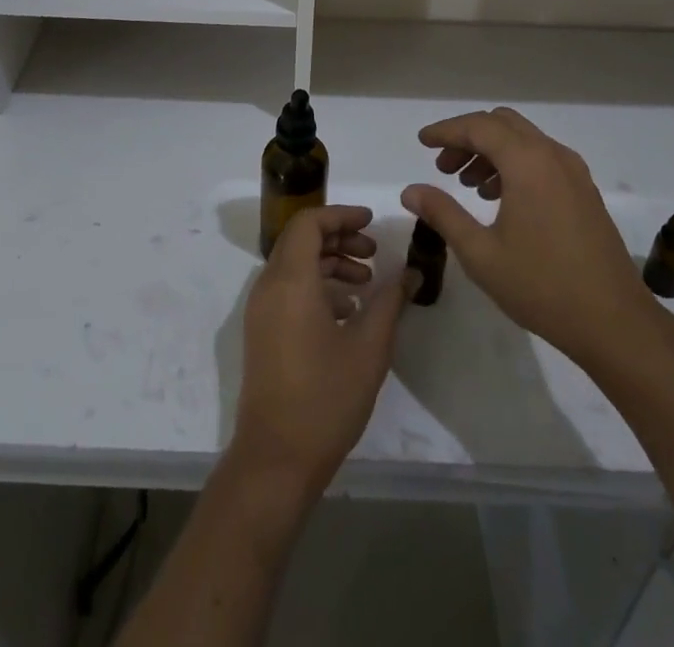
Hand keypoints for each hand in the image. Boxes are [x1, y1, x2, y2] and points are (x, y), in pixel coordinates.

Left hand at [231, 205, 412, 492]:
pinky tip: (347, 312)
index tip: (371, 221)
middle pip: (301, 239)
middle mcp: (269, 285)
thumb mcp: (369, 347)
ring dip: (329, 263)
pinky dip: (316, 285)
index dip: (341, 215)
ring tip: (366, 283)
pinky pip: (288, 288)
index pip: (309, 223)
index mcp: (291, 280)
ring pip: (295, 264)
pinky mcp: (262, 330)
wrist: (276, 459)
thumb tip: (411, 271)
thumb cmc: (326, 398)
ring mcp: (261, 309)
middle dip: (339, 237)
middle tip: (374, 252)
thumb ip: (390, 301)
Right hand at [402, 108, 654, 365]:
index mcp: (527, 162)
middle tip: (443, 167)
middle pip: (502, 124)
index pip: (479, 127)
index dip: (446, 130)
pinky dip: (514, 164)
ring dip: (491, 150)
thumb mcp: (481, 253)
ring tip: (467, 185)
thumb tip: (410, 190)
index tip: (422, 142)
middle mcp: (553, 155)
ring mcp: (574, 172)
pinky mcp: (584, 192)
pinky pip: (541, 158)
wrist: (616, 324)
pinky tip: (500, 199)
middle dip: (468, 138)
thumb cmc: (542, 287)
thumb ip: (443, 214)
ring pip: (523, 140)